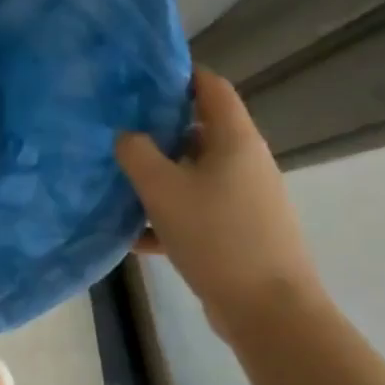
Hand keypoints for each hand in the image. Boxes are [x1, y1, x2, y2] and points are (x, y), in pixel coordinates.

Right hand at [116, 69, 323, 335]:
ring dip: (159, 176)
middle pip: (199, 131)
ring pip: (194, 174)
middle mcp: (244, 162)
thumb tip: (126, 135)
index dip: (180, 75)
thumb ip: (137, 154)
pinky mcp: (237, 232)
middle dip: (158, 129)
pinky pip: (195, 212)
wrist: (267, 308)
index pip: (211, 88)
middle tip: (116, 129)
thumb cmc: (216, 235)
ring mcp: (244, 199)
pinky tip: (133, 236)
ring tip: (117, 180)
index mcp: (235, 140)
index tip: (139, 77)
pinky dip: (167, 217)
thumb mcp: (163, 189)